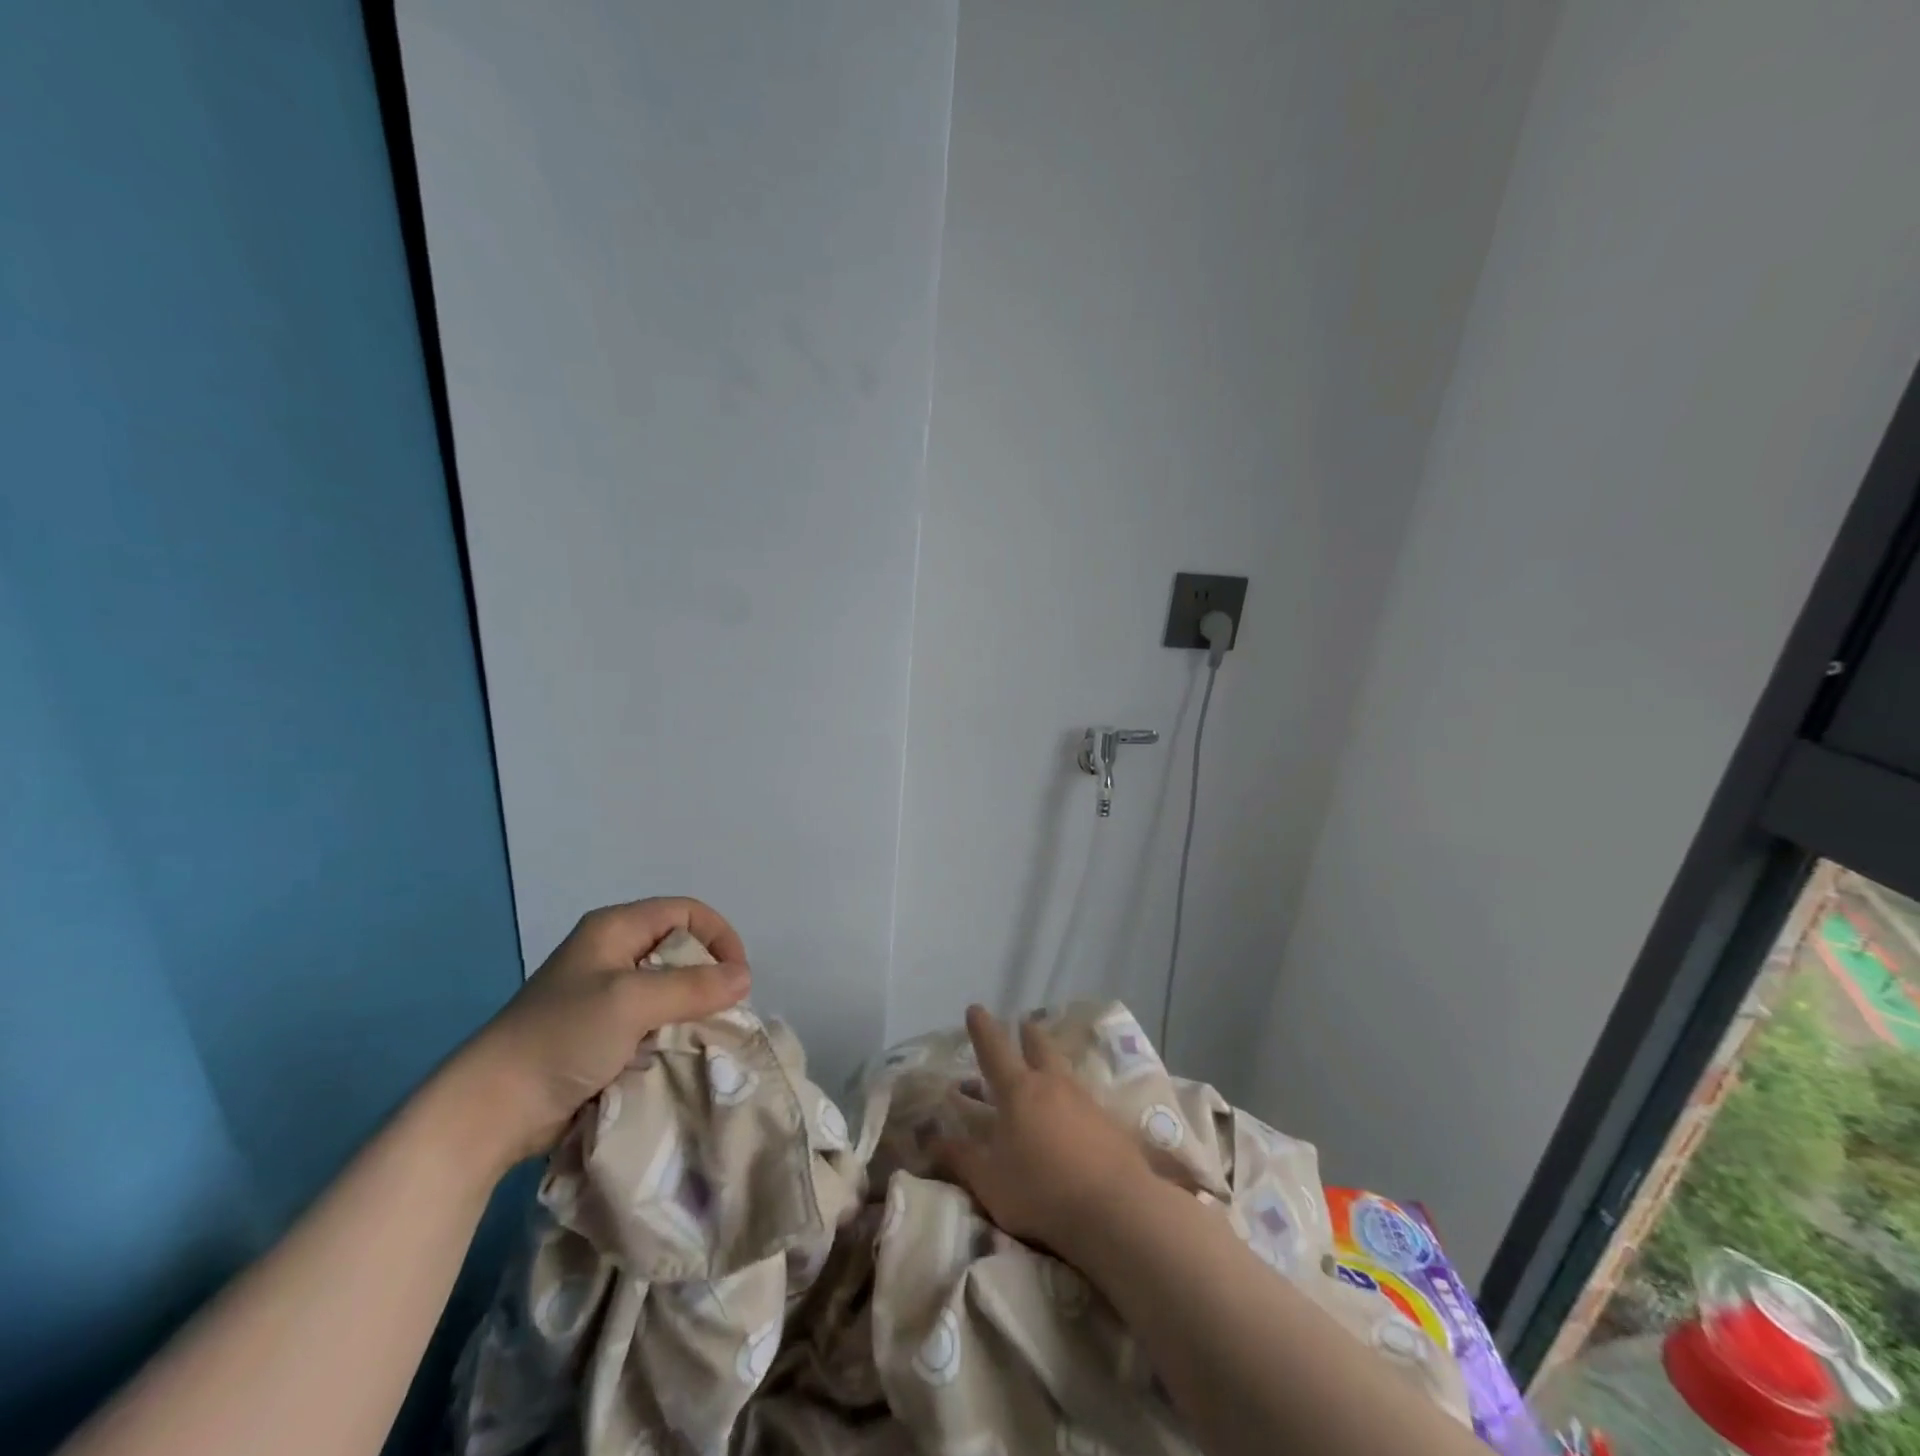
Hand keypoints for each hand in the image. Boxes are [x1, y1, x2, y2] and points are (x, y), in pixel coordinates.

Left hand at [454, 897, 749, 1168]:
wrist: (491, 1110)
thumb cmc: (562, 1037)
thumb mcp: (632, 1001)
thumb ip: (693, 986)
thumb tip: (744, 978)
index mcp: (615, 928)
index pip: (686, 912)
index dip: (718, 936)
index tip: (737, 978)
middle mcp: (613, 954)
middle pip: (681, 950)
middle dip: (708, 978)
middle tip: (722, 1012)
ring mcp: (606, 996)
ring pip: (670, 990)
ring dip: (691, 1012)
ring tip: (703, 1038)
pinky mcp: (602, 1034)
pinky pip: (654, 1022)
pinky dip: (671, 1035)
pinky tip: (677, 1056)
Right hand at [931, 1005, 1154, 1251]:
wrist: (1115, 1207)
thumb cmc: (1041, 1190)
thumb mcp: (990, 1181)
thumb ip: (960, 1158)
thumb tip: (931, 1139)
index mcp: (1018, 1091)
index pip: (994, 1049)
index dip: (983, 1028)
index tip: (975, 1008)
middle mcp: (1052, 1084)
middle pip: (1038, 1046)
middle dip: (1027, 1034)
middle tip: (1023, 1025)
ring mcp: (1085, 1099)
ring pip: (1064, 1069)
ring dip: (1052, 1062)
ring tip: (1047, 1068)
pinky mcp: (1110, 1122)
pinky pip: (1085, 1099)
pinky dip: (1073, 1099)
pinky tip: (1075, 1117)